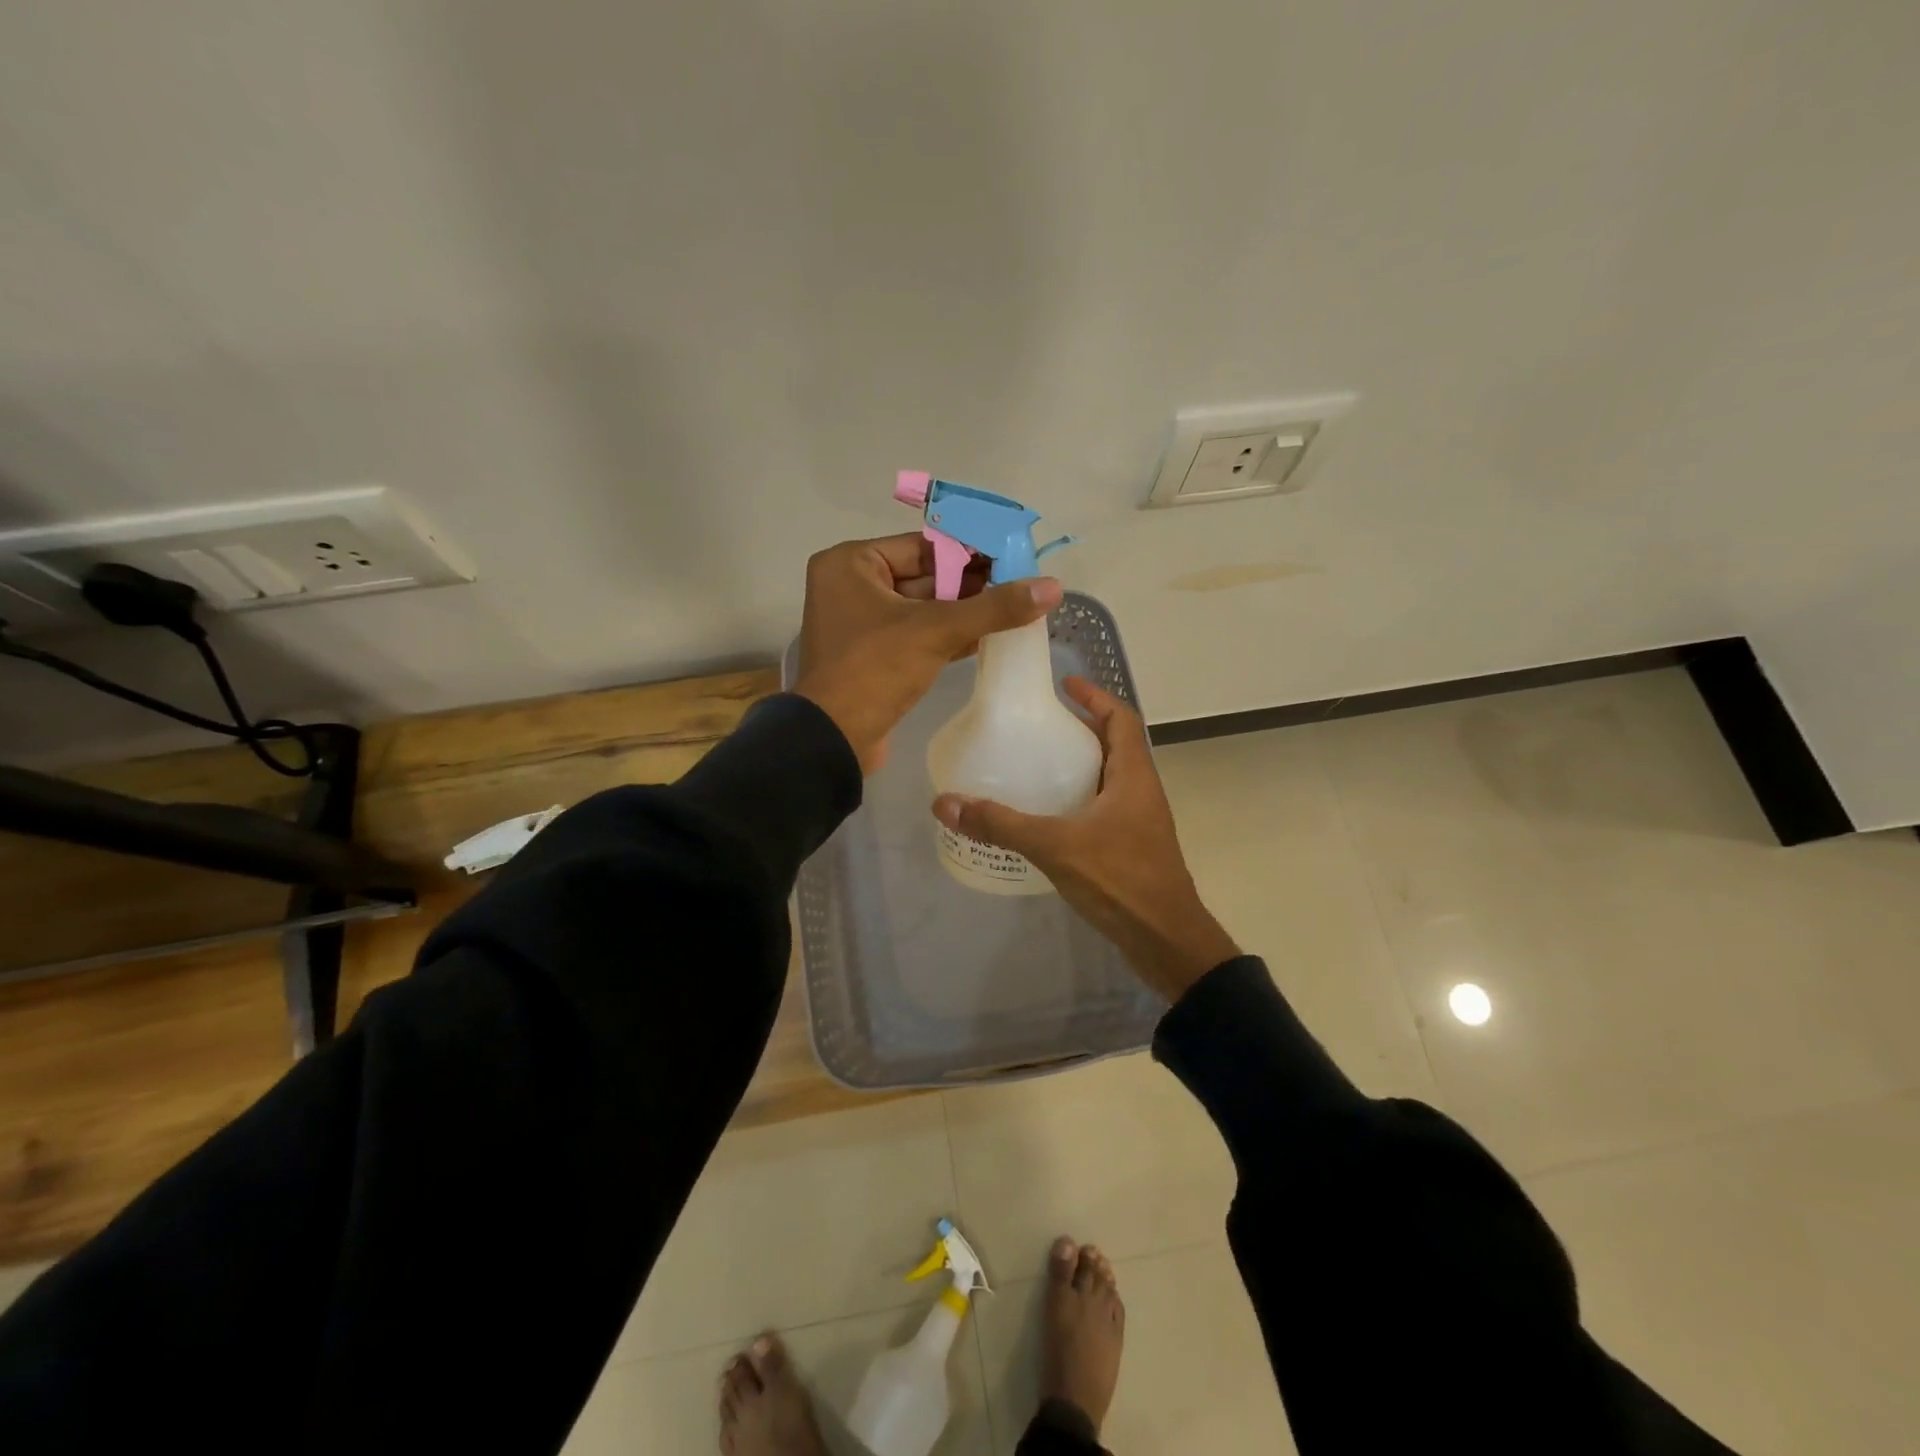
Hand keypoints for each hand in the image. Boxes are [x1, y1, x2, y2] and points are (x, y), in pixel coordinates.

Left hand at [793, 533, 1061, 773]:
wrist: (832, 740)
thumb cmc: (875, 670)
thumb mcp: (937, 631)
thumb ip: (994, 607)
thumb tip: (1053, 586)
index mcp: (851, 563)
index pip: (922, 546)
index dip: (970, 551)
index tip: (1014, 557)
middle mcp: (851, 585)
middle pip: (924, 575)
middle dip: (971, 583)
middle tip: (1020, 585)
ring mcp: (861, 623)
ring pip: (923, 608)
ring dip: (964, 611)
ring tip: (1014, 609)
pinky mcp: (873, 655)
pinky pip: (917, 634)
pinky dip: (948, 635)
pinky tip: (988, 637)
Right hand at [931, 677, 1238, 1000]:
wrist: (1166, 941)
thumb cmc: (1120, 881)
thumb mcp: (1056, 846)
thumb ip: (1001, 824)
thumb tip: (945, 803)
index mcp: (1133, 776)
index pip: (1121, 719)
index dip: (1096, 696)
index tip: (1064, 684)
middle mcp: (1141, 791)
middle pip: (1114, 745)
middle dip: (1081, 729)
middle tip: (1039, 726)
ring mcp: (1140, 822)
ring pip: (1110, 778)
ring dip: (1080, 765)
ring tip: (1038, 765)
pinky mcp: (1132, 848)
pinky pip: (1105, 808)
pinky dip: (1079, 799)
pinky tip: (1049, 817)